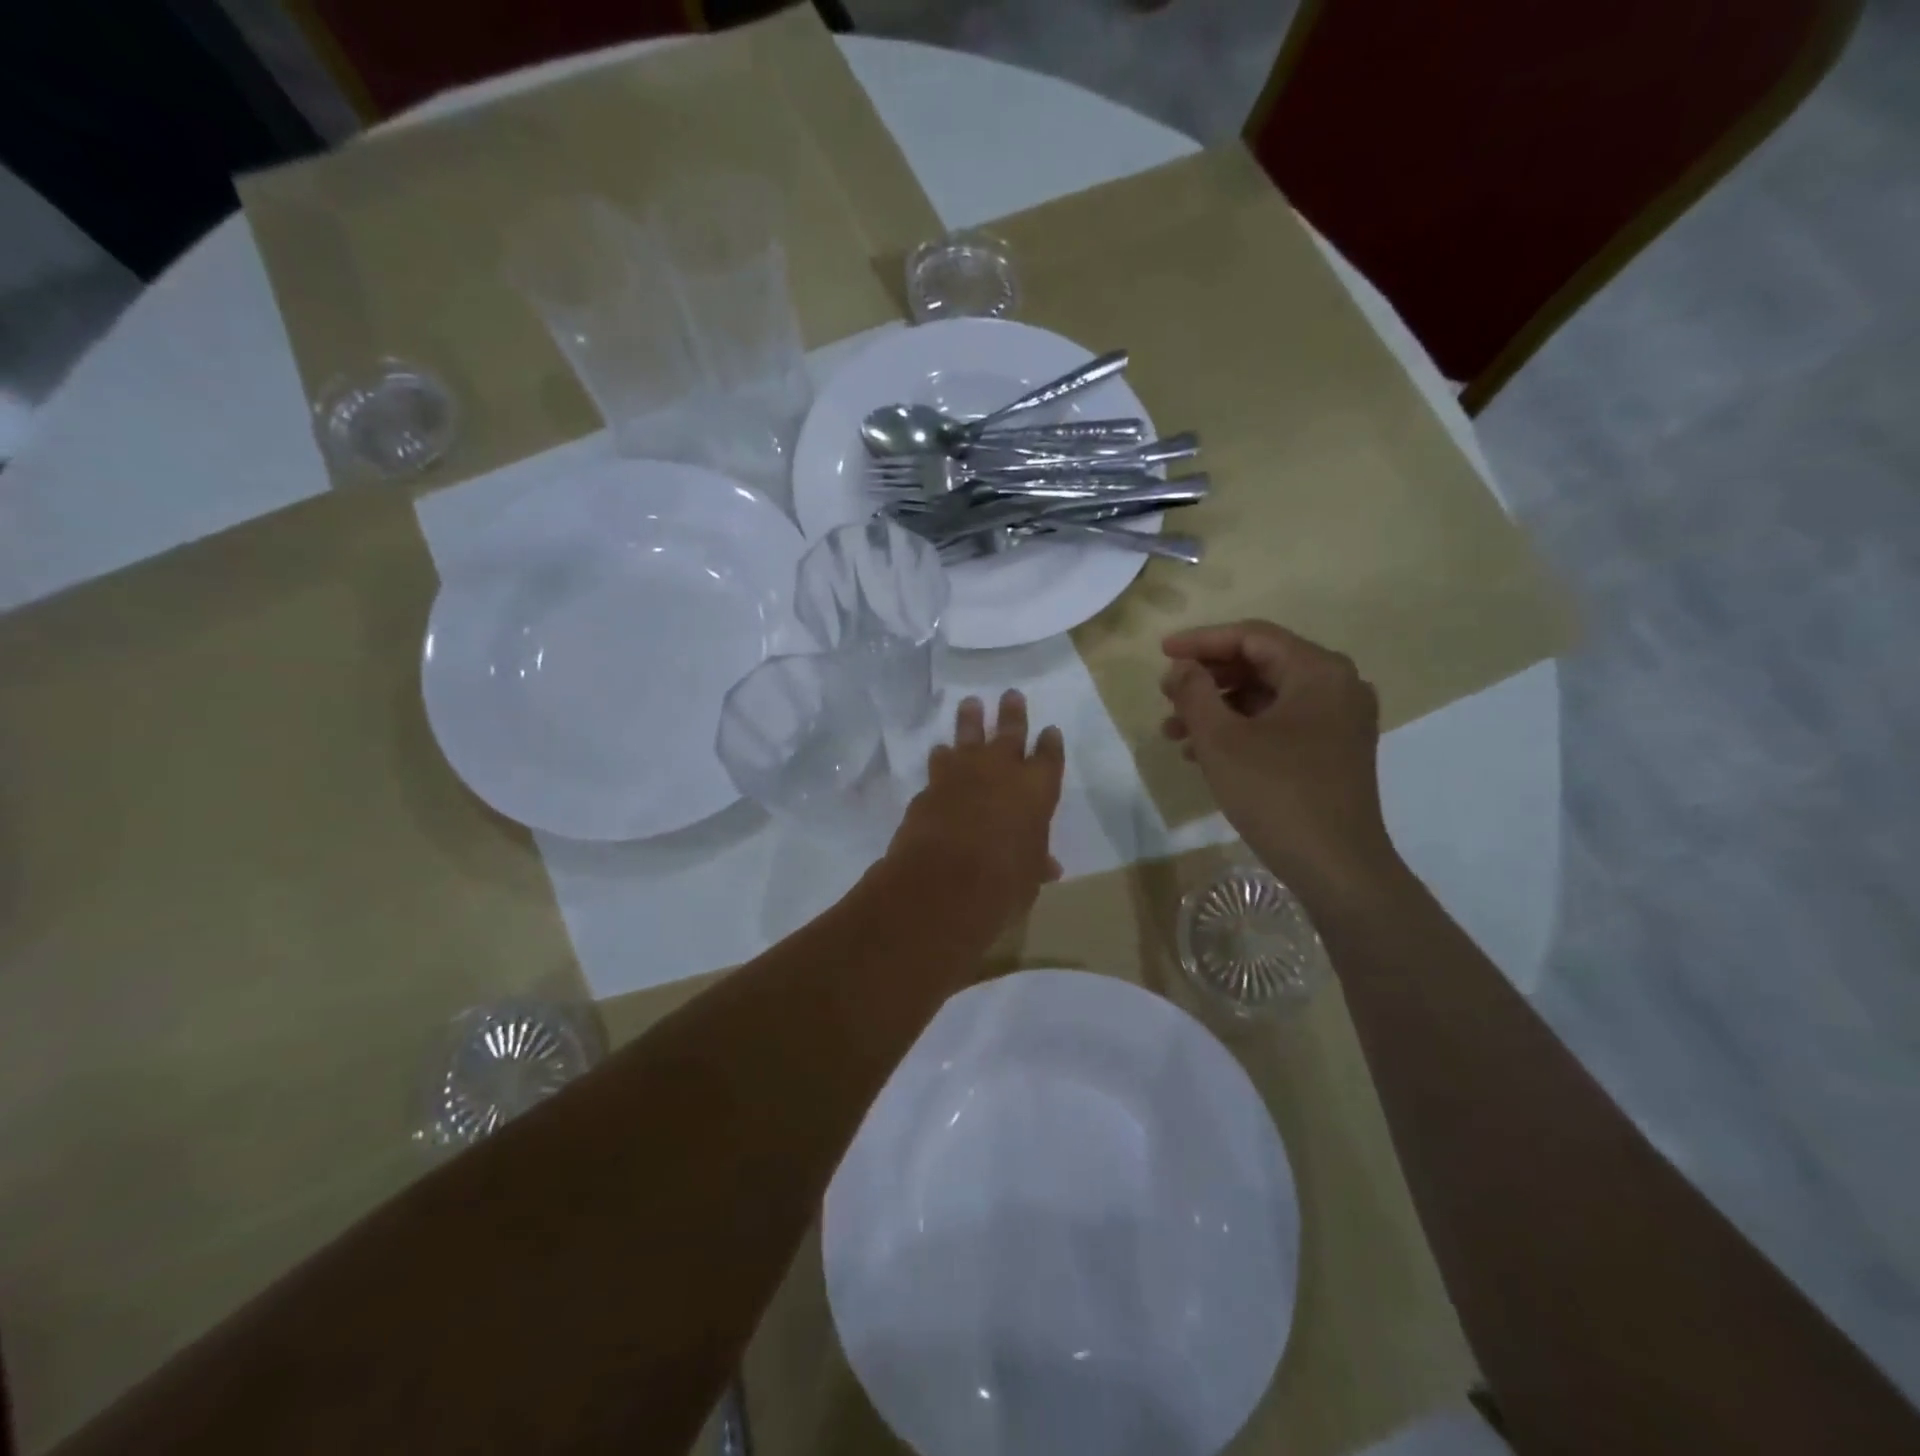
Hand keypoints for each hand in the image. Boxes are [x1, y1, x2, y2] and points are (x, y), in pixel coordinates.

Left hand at [885, 690, 1065, 952]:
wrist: (944, 880)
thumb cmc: (1003, 881)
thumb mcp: (1029, 876)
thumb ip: (1036, 862)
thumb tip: (1049, 867)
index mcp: (1036, 789)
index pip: (1049, 758)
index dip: (1050, 743)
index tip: (1050, 731)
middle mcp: (1001, 771)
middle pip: (1010, 731)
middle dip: (1012, 713)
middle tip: (1010, 694)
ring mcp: (962, 773)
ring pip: (968, 735)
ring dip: (970, 720)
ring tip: (970, 704)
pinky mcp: (931, 785)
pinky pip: (939, 763)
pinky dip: (942, 758)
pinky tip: (940, 752)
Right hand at [1160, 620, 1399, 912]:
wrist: (1336, 867)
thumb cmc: (1276, 794)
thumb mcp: (1222, 740)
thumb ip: (1194, 693)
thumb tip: (1182, 669)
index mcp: (1318, 671)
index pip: (1252, 637)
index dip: (1201, 641)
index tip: (1161, 653)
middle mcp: (1337, 686)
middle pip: (1260, 665)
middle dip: (1207, 680)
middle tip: (1165, 695)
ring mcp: (1339, 721)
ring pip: (1266, 698)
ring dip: (1217, 709)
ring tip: (1173, 732)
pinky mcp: (1333, 751)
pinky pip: (1279, 724)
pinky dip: (1240, 731)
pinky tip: (1202, 754)